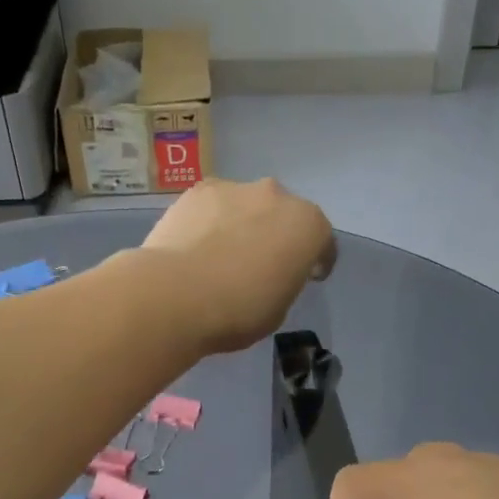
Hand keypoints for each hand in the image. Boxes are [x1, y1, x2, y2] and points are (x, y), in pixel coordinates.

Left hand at [139, 179, 335, 353]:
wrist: (175, 294)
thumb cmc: (238, 310)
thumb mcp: (279, 308)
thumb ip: (284, 280)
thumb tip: (271, 272)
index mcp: (308, 226)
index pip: (322, 242)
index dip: (316, 261)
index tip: (306, 277)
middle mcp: (277, 196)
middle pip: (284, 214)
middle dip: (278, 234)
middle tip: (262, 263)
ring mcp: (235, 188)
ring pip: (247, 206)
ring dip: (243, 223)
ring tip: (222, 253)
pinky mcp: (197, 190)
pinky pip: (214, 206)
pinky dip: (211, 220)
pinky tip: (196, 245)